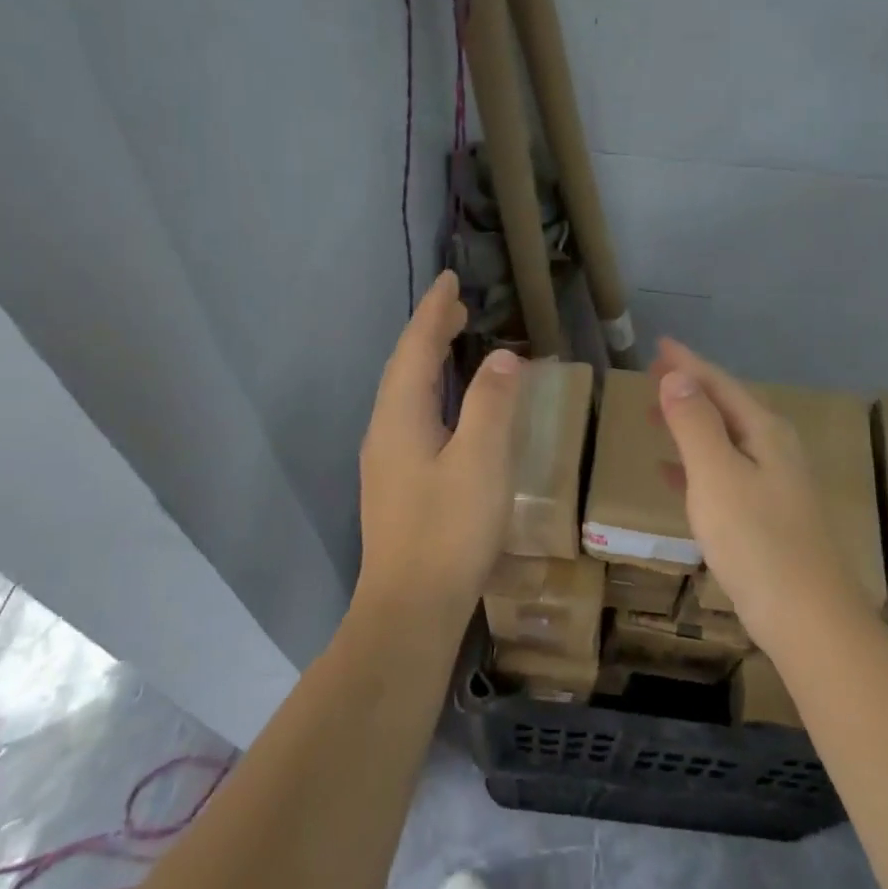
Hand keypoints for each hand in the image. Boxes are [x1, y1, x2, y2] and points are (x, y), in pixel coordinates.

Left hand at [357, 271, 524, 618]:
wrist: (409, 609)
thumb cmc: (449, 532)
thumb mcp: (481, 462)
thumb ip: (493, 404)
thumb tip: (502, 357)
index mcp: (400, 416)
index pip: (416, 348)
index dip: (434, 311)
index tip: (450, 279)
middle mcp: (385, 430)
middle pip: (406, 367)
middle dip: (430, 331)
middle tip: (458, 304)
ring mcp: (387, 459)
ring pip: (407, 393)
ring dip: (430, 360)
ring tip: (455, 341)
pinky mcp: (397, 483)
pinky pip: (413, 416)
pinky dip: (433, 392)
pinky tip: (450, 407)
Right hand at [651, 339, 862, 647]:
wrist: (807, 617)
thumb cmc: (757, 540)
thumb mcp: (717, 475)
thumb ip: (695, 424)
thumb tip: (677, 376)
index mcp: (765, 432)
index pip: (720, 385)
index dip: (688, 364)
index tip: (659, 345)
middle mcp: (773, 450)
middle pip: (724, 407)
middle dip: (689, 389)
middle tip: (652, 374)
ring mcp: (772, 484)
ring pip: (722, 440)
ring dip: (689, 424)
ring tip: (655, 415)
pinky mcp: (764, 516)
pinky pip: (721, 474)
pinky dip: (694, 465)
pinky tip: (671, 474)